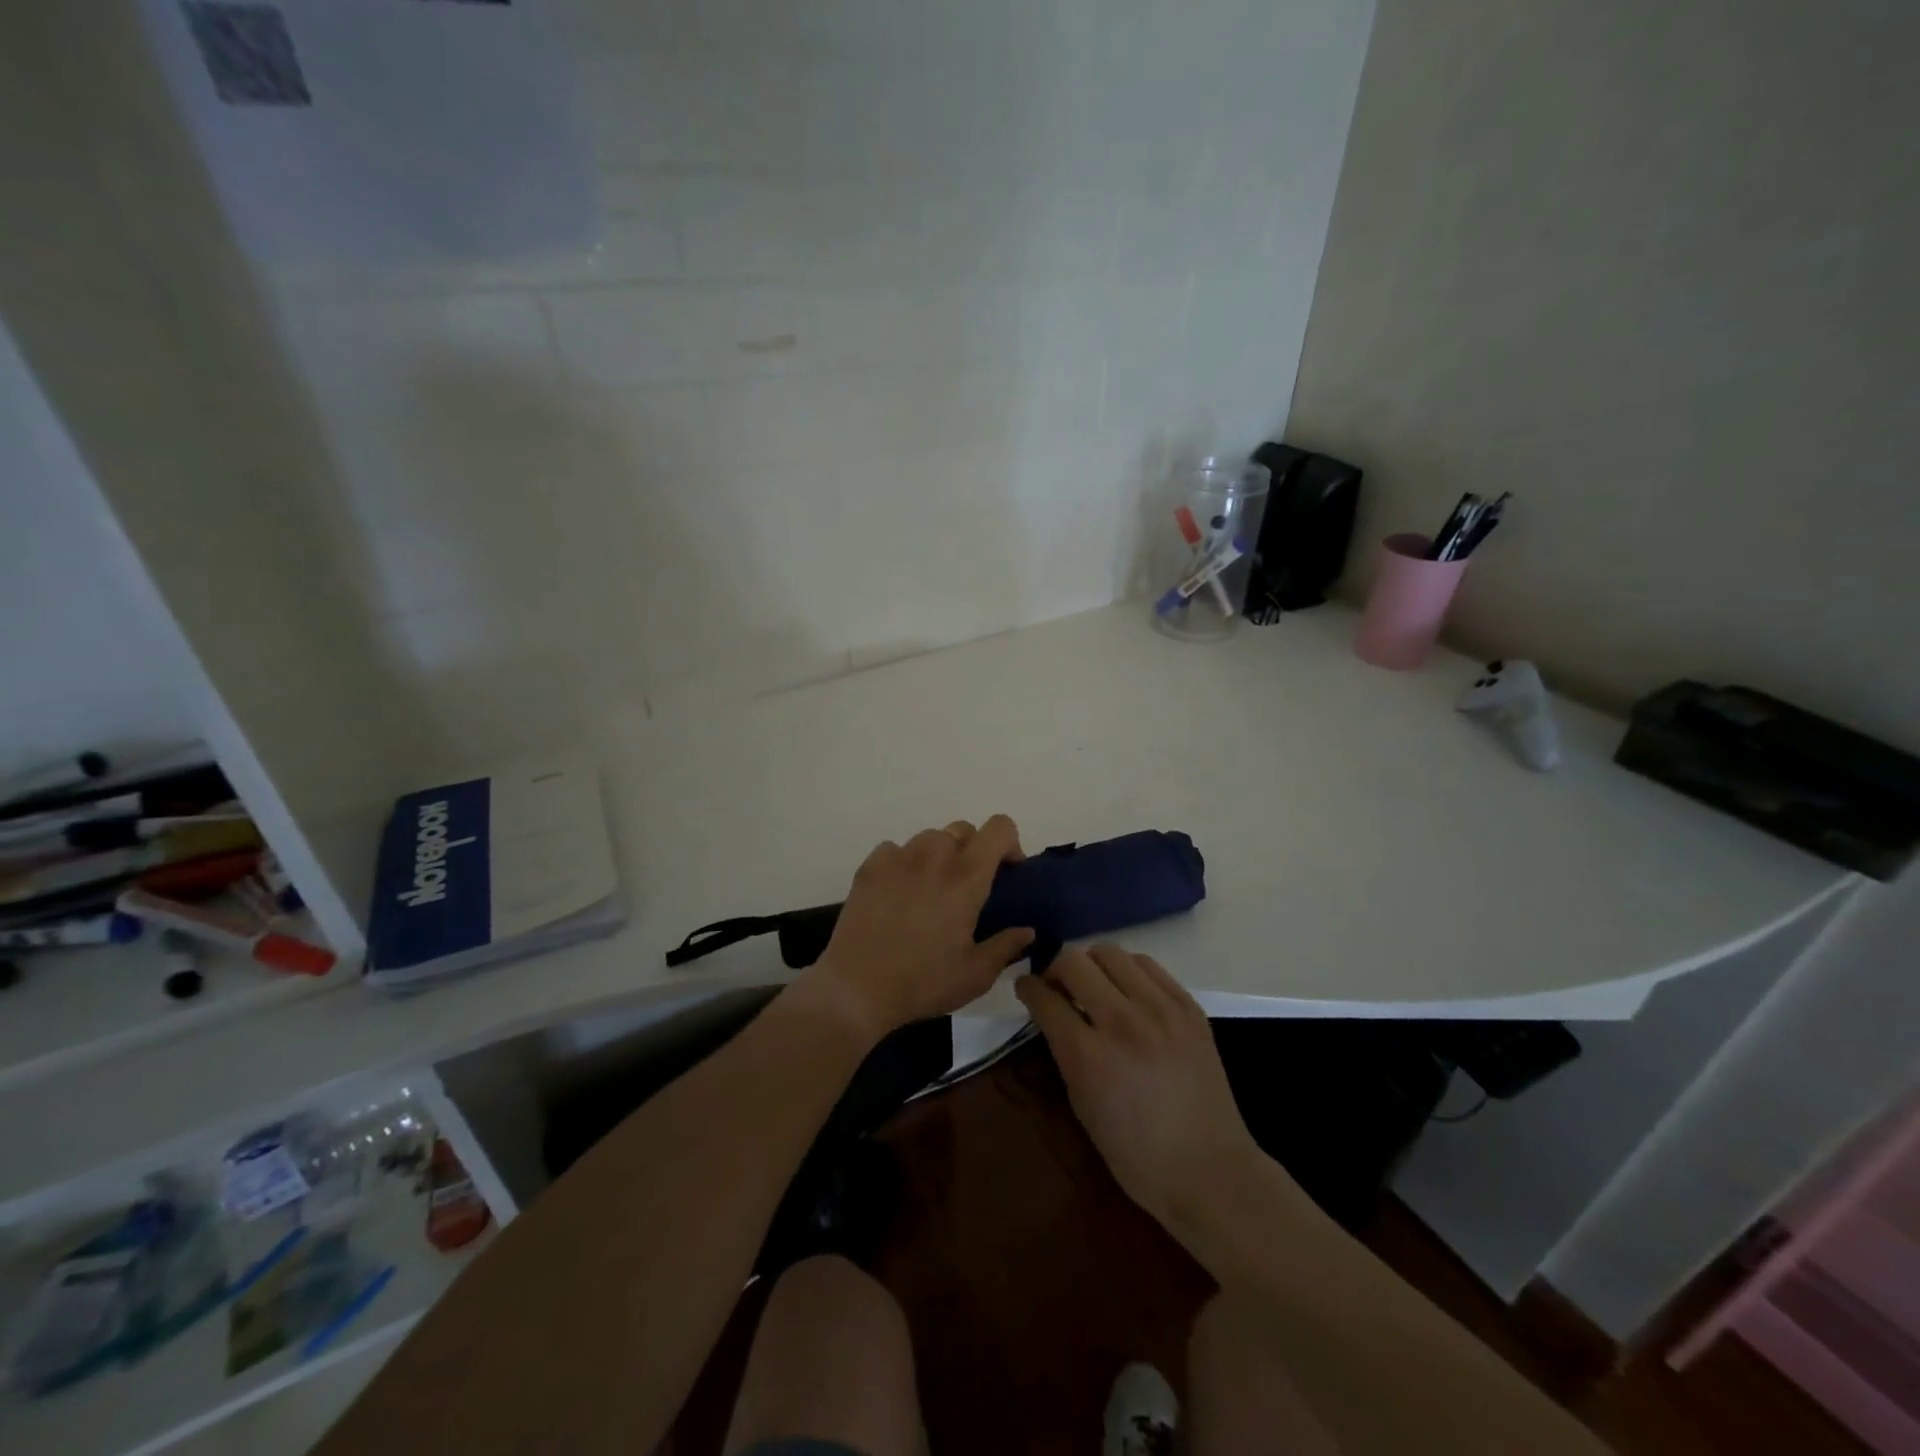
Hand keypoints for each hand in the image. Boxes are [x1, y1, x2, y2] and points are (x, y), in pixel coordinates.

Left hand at [808, 816, 1034, 1039]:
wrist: (856, 988)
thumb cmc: (923, 982)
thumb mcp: (975, 974)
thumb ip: (1006, 946)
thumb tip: (1027, 930)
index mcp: (966, 876)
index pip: (999, 828)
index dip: (1009, 843)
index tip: (1007, 873)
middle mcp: (934, 855)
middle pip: (964, 830)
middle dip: (973, 852)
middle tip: (968, 888)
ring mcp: (898, 857)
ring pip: (929, 838)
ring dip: (939, 856)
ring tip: (931, 891)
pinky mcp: (869, 866)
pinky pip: (895, 850)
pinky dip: (904, 863)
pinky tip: (899, 893)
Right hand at [1016, 944, 1261, 1234]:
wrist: (1209, 1171)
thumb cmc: (1135, 1154)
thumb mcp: (1082, 1104)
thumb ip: (1065, 1051)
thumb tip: (1055, 1013)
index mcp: (1088, 1055)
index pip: (1045, 997)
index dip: (1028, 987)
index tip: (1026, 987)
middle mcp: (1122, 1021)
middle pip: (1074, 961)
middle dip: (1056, 969)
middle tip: (1058, 987)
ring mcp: (1161, 1009)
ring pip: (1111, 953)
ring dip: (1093, 965)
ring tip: (1096, 986)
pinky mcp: (1189, 1007)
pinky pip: (1149, 966)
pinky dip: (1129, 971)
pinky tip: (1129, 991)